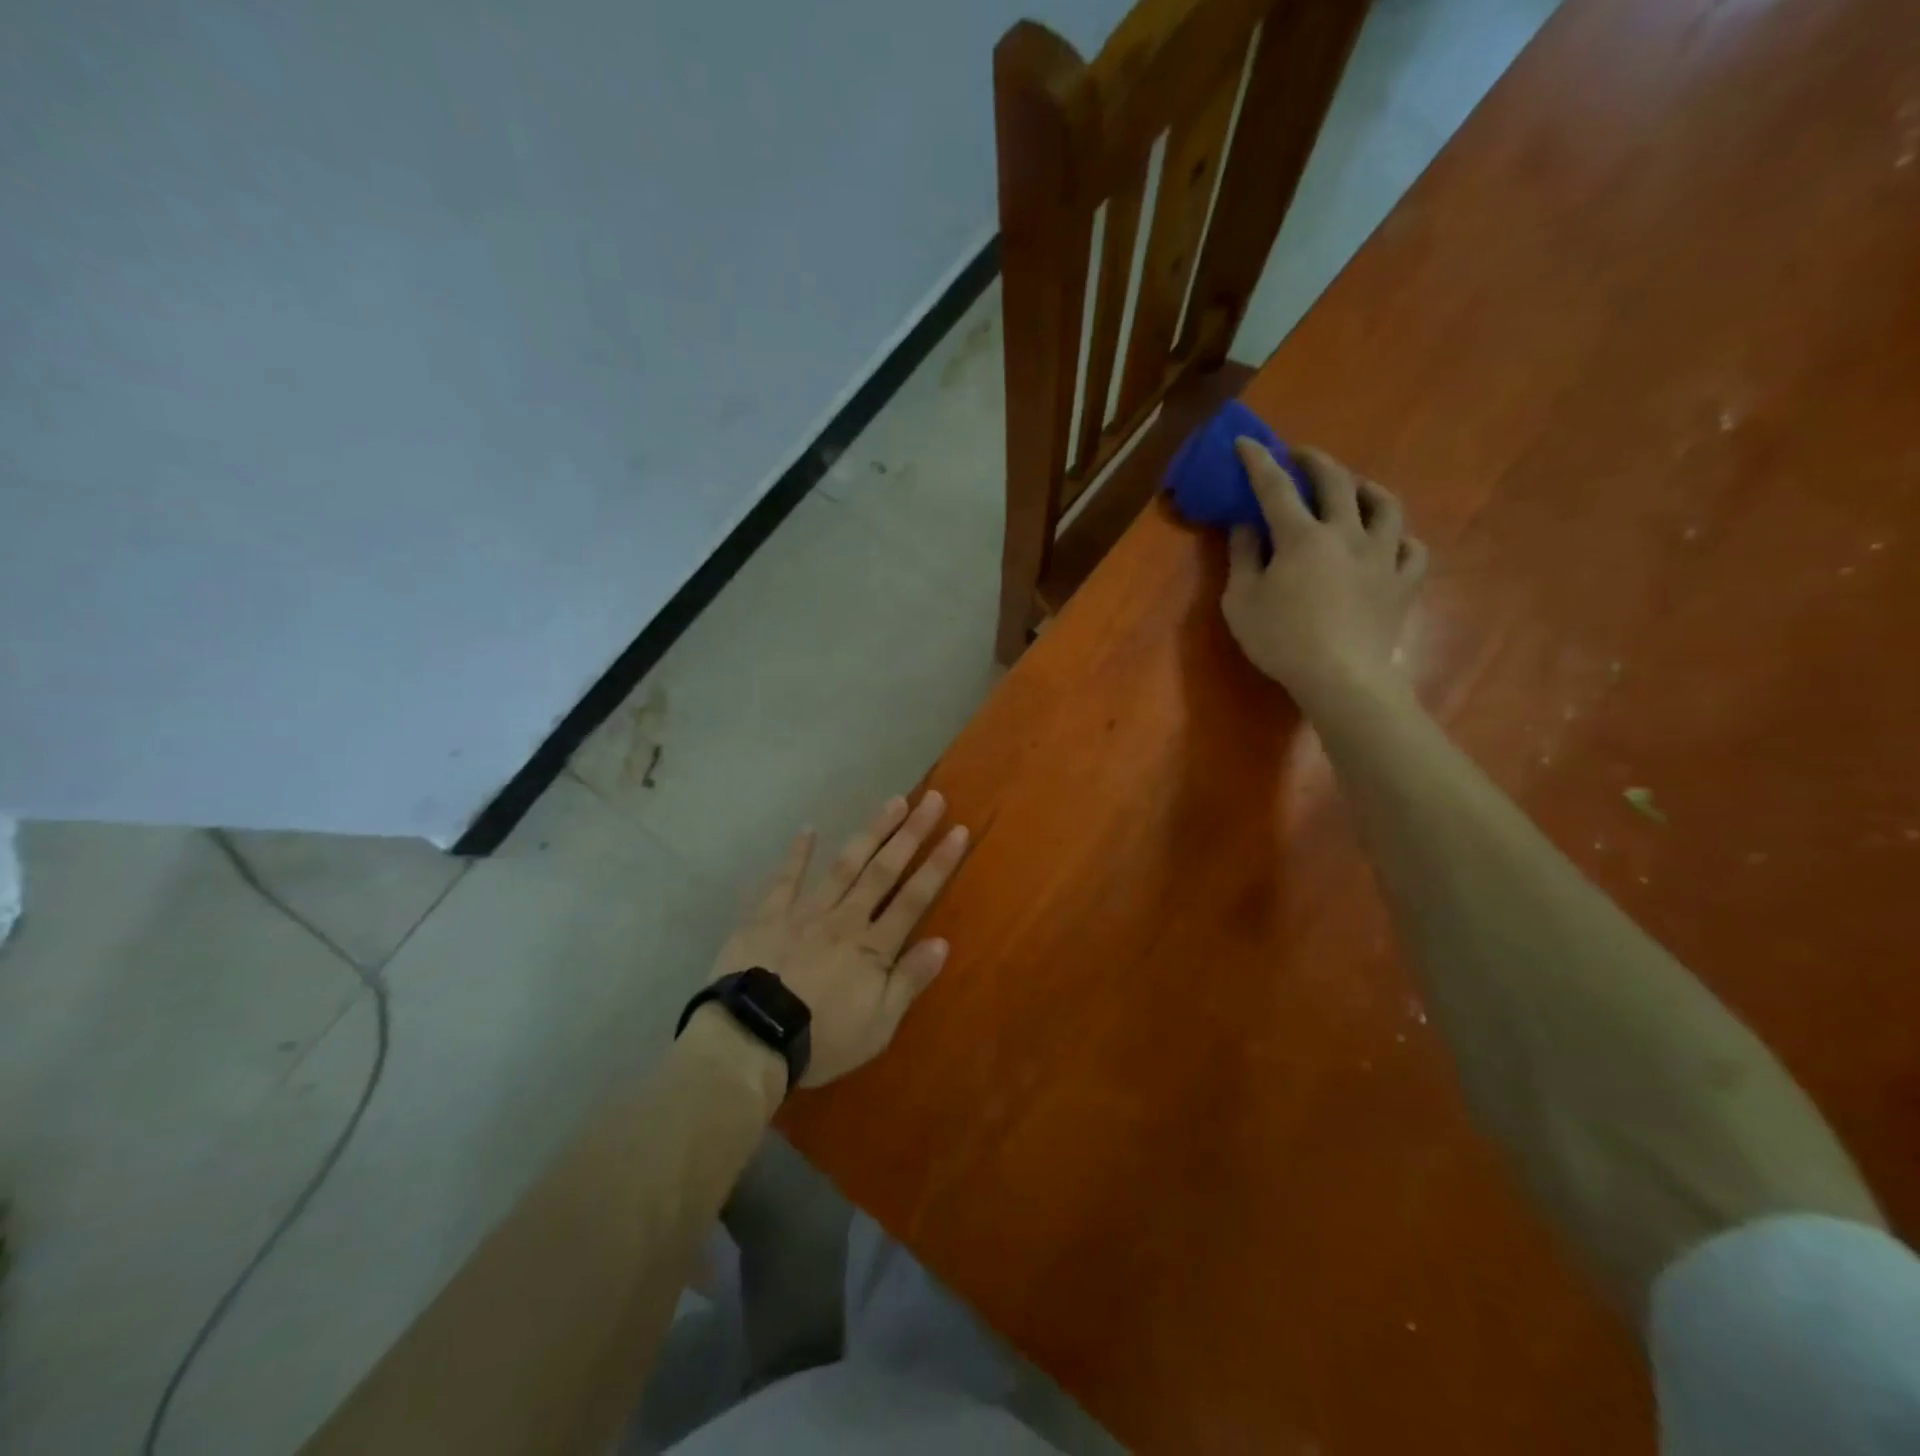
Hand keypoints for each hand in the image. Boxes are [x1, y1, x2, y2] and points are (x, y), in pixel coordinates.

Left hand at [710, 792, 968, 1087]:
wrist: (751, 1040)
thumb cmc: (820, 1040)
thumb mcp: (877, 1025)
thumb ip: (908, 981)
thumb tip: (942, 942)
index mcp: (873, 946)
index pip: (915, 897)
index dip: (938, 863)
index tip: (958, 830)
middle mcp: (845, 918)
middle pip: (884, 870)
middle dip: (911, 833)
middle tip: (932, 798)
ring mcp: (805, 912)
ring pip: (845, 864)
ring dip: (871, 832)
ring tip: (893, 802)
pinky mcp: (768, 915)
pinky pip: (785, 879)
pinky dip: (798, 854)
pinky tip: (809, 829)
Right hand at [1222, 439, 1427, 710]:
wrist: (1341, 678)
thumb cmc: (1281, 640)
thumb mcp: (1241, 602)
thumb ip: (1242, 558)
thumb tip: (1247, 526)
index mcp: (1302, 537)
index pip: (1276, 488)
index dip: (1258, 462)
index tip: (1246, 442)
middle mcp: (1347, 534)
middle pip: (1337, 481)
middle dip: (1315, 460)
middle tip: (1300, 455)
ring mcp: (1382, 556)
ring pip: (1385, 505)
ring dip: (1367, 488)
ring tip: (1354, 488)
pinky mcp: (1404, 583)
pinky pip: (1412, 549)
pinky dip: (1400, 539)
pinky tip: (1391, 541)